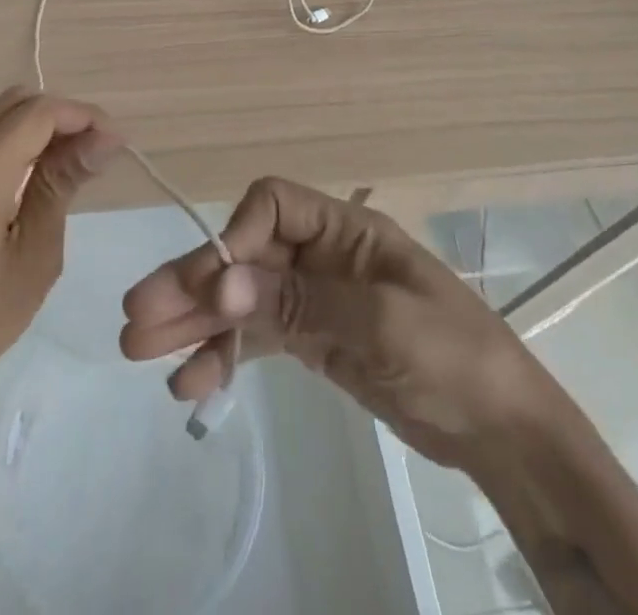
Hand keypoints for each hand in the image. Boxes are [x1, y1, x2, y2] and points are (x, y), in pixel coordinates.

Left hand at [0, 89, 118, 405]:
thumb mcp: (35, 254)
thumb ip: (63, 184)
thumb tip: (105, 138)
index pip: (38, 112)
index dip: (82, 116)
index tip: (114, 143)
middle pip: (17, 101)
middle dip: (63, 115)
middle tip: (96, 150)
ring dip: (40, 125)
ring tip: (75, 162)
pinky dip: (17, 139)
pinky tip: (40, 173)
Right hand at [120, 177, 539, 469]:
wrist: (502, 430)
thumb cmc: (454, 354)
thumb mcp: (381, 323)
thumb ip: (298, 300)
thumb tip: (219, 281)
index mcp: (343, 228)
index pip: (271, 206)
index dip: (234, 237)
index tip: (210, 286)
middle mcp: (321, 254)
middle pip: (244, 255)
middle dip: (192, 283)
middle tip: (136, 317)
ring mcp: (313, 299)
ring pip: (241, 299)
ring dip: (194, 321)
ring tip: (140, 349)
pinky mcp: (312, 340)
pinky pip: (256, 339)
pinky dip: (222, 357)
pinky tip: (190, 383)